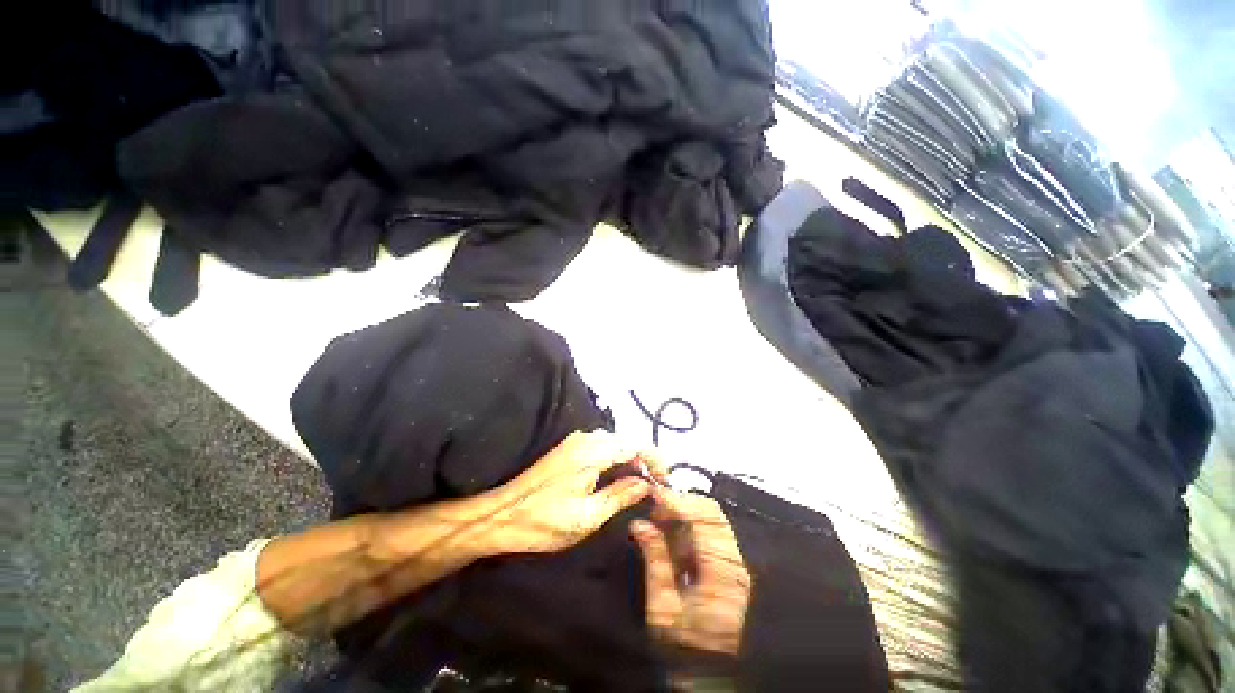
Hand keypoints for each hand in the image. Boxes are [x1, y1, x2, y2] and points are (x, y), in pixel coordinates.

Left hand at [481, 431, 664, 554]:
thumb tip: (647, 484)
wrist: (500, 515)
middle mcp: (587, 439)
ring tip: (642, 484)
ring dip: (631, 460)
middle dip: (645, 460)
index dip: (655, 460)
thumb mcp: (588, 516)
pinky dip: (616, 459)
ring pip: (615, 443)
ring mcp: (577, 441)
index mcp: (592, 452)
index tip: (666, 481)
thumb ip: (620, 495)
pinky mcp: (570, 448)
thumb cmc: (544, 521)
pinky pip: (602, 447)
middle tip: (656, 486)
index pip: (635, 445)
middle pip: (627, 441)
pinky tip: (619, 478)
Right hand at [631, 487, 750, 657]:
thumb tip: (641, 524)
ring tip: (658, 521)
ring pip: (711, 519)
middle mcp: (735, 562)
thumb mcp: (662, 606)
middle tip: (655, 508)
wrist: (708, 673)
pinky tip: (670, 536)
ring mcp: (735, 562)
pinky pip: (709, 533)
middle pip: (713, 512)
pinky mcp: (729, 565)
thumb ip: (654, 559)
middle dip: (681, 503)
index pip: (705, 518)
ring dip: (683, 514)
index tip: (655, 493)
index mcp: (722, 572)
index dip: (679, 500)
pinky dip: (688, 528)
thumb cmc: (685, 646)